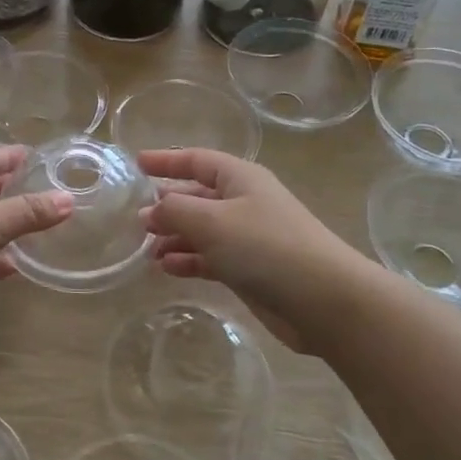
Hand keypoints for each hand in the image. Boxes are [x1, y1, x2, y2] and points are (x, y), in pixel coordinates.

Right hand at [140, 148, 364, 349]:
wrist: (323, 299)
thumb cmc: (265, 246)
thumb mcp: (211, 221)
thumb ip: (174, 210)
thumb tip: (150, 210)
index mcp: (240, 178)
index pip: (197, 160)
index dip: (167, 160)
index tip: (137, 163)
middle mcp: (245, 202)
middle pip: (199, 196)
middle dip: (168, 205)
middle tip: (138, 219)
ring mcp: (249, 237)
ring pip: (203, 230)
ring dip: (176, 237)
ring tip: (148, 249)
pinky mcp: (251, 269)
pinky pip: (212, 257)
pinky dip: (189, 260)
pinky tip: (168, 268)